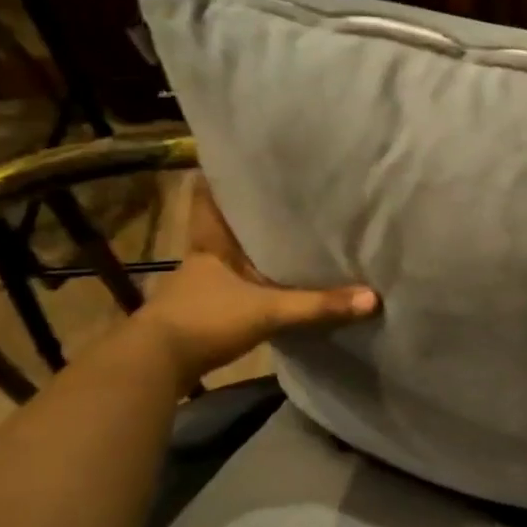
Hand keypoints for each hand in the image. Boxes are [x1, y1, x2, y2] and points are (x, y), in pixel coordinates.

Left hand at [134, 179, 376, 382]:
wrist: (154, 367)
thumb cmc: (205, 320)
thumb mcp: (269, 311)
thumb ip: (318, 305)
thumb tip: (372, 298)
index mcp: (210, 243)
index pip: (208, 197)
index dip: (219, 176)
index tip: (237, 158)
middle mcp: (202, 258)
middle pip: (222, 225)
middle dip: (246, 212)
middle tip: (280, 195)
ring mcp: (199, 287)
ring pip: (227, 257)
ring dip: (248, 249)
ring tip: (285, 235)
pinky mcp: (201, 313)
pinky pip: (231, 286)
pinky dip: (248, 282)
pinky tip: (271, 284)